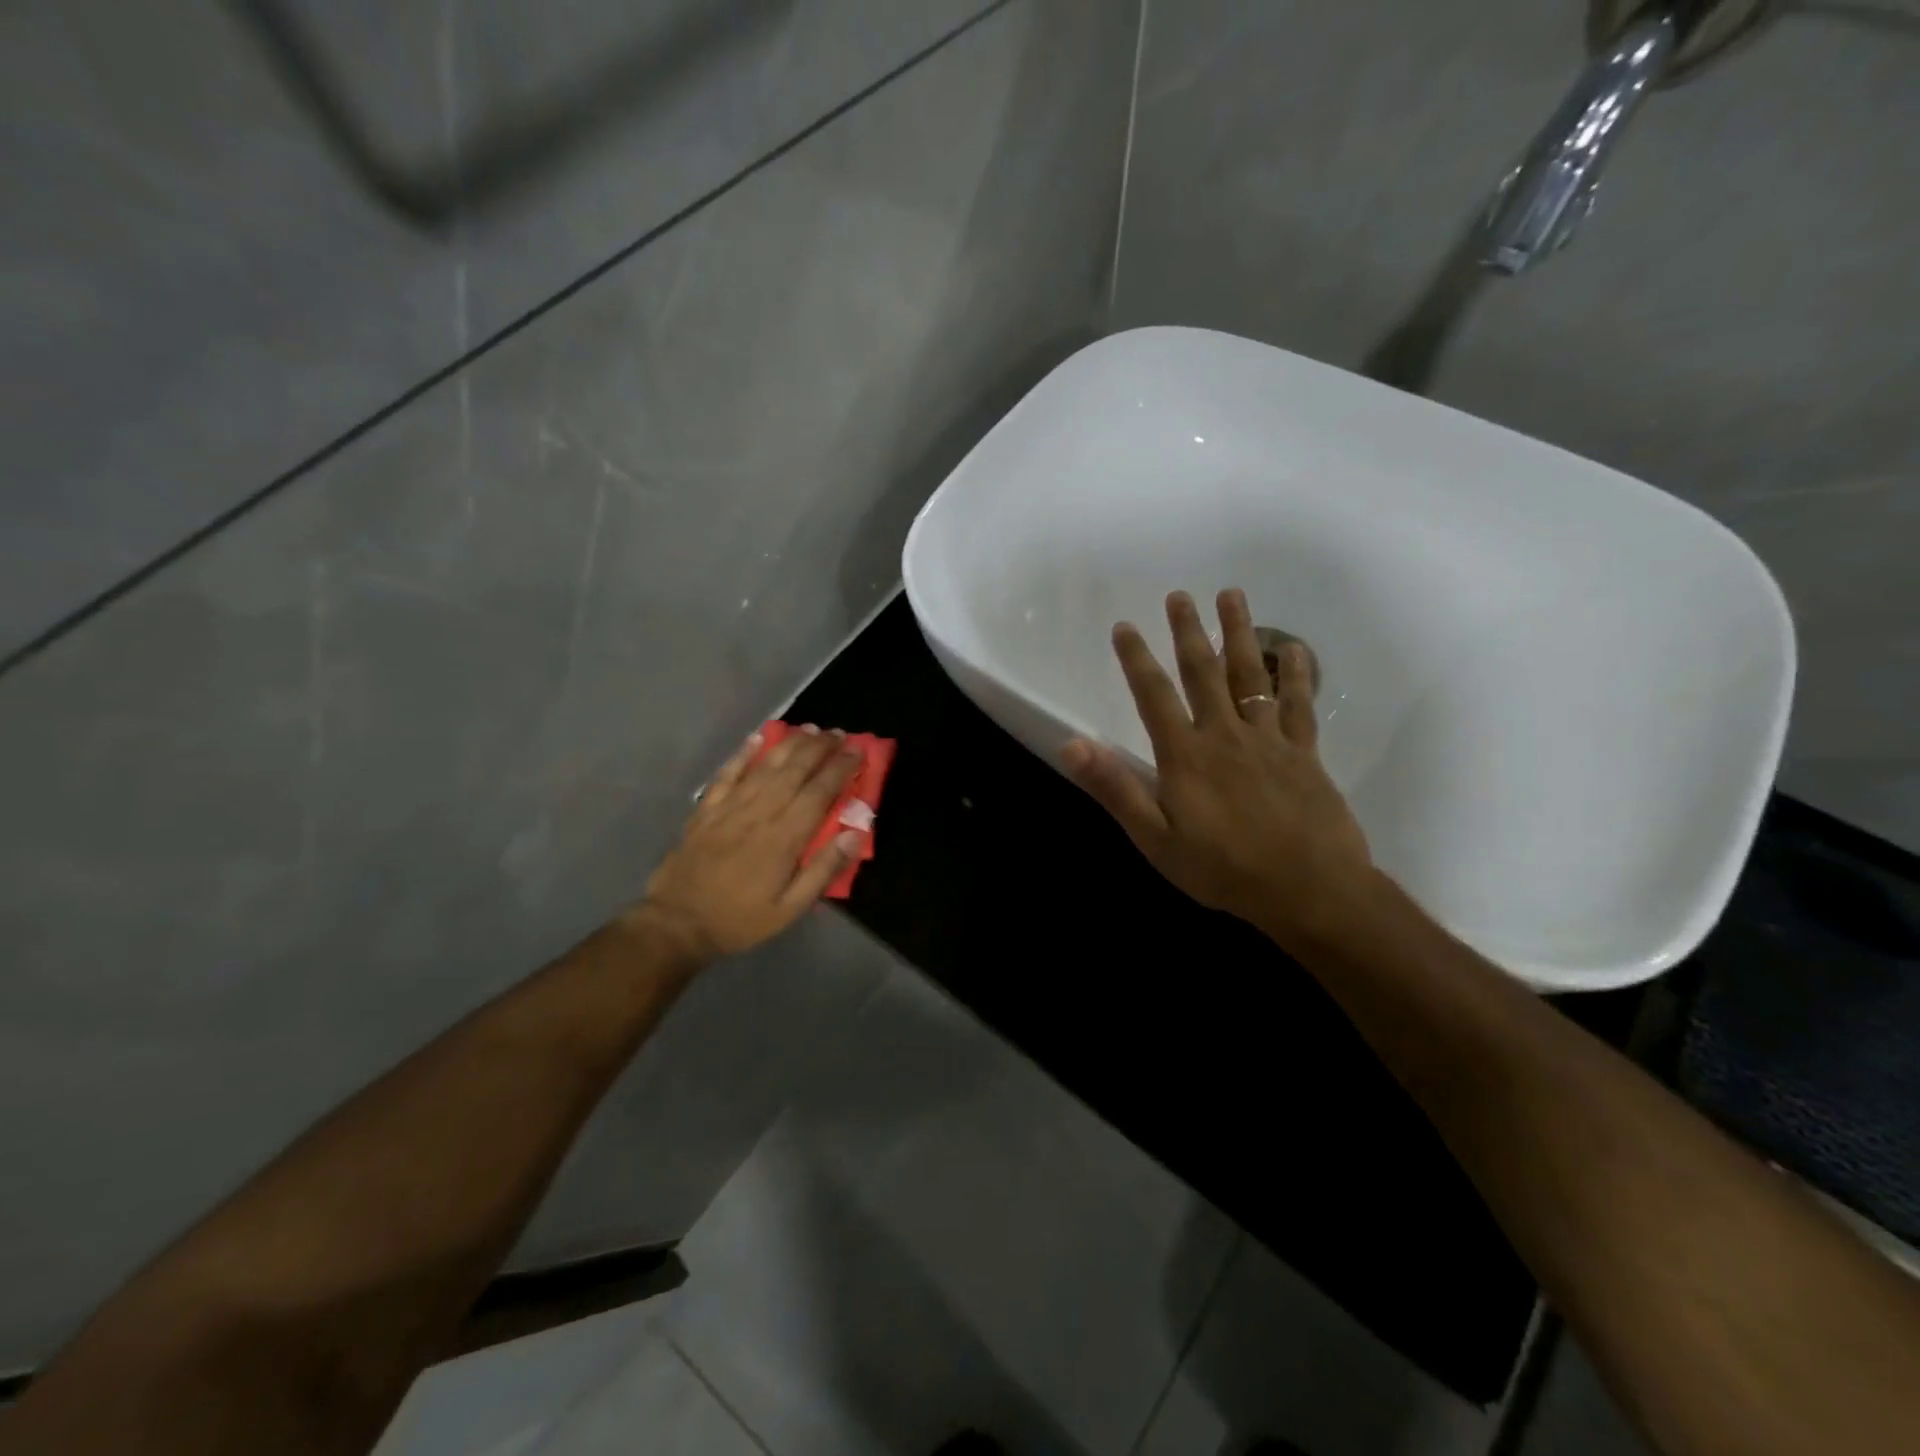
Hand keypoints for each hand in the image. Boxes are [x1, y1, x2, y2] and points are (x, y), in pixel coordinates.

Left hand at [633, 727, 863, 962]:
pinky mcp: (706, 809)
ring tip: (810, 729)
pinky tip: (757, 738)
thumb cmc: (740, 920)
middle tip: (839, 734)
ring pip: (765, 766)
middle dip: (820, 748)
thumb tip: (856, 833)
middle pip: (794, 770)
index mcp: (784, 838)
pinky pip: (728, 773)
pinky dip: (744, 753)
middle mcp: (759, 813)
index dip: (840, 769)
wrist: (677, 924)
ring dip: (790, 744)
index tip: (858, 752)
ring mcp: (729, 808)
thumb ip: (824, 870)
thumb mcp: (790, 909)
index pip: (819, 792)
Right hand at [1062, 589, 1374, 950]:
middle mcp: (1225, 735)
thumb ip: (1115, 789)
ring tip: (1232, 595)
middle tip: (1179, 596)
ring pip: (1251, 676)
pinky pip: (1298, 705)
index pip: (1153, 696)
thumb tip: (1071, 744)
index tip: (1124, 626)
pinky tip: (1294, 648)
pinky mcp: (1303, 753)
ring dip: (1239, 634)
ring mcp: (1268, 740)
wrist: (1309, 890)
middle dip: (1188, 632)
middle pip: (1203, 673)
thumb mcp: (1156, 839)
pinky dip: (1297, 674)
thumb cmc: (1224, 870)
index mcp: (1185, 755)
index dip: (1136, 659)